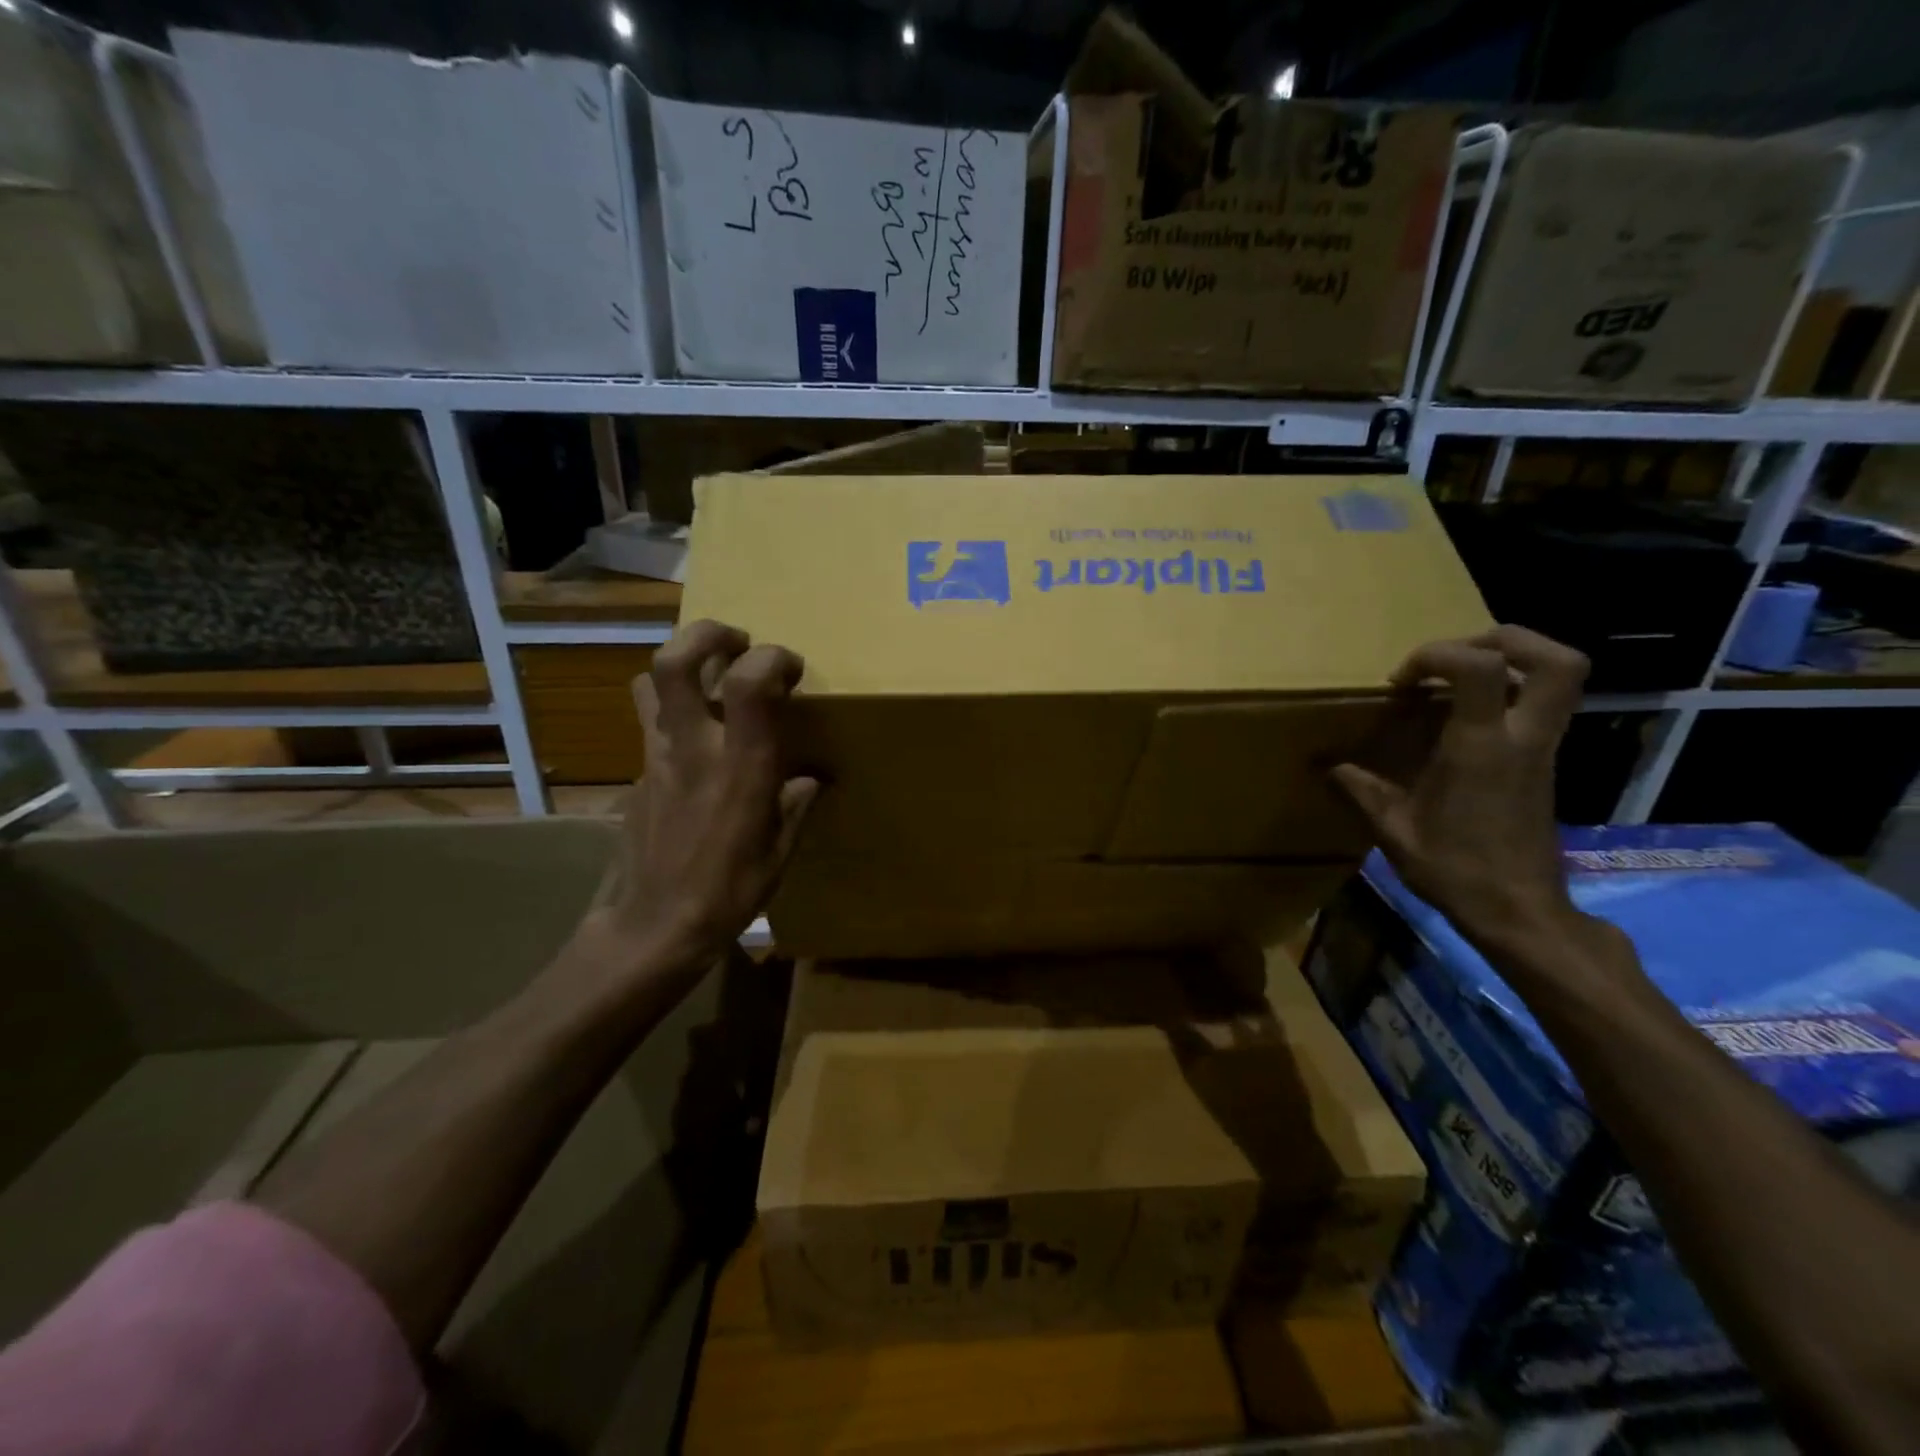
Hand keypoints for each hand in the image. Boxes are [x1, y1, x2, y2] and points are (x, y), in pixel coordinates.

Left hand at [577, 619, 817, 983]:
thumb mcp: (779, 850)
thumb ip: (796, 804)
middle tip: (738, 642)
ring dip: (680, 666)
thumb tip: (811, 778)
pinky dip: (674, 713)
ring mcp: (656, 757)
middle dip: (707, 634)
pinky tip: (697, 744)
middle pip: (675, 661)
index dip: (772, 658)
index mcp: (740, 766)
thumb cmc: (728, 892)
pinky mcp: (637, 773)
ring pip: (648, 682)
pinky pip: (651, 723)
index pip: (748, 682)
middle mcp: (693, 748)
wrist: (652, 927)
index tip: (791, 669)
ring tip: (710, 679)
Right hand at [1331, 626, 1586, 950]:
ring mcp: (1543, 749)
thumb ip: (1360, 789)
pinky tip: (1465, 716)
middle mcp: (1523, 738)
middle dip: (1504, 639)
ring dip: (1515, 659)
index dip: (1437, 654)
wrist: (1519, 911)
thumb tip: (1326, 765)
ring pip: (1563, 677)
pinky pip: (1544, 705)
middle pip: (1556, 660)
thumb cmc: (1454, 870)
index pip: (1479, 667)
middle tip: (1453, 655)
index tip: (1402, 681)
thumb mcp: (1393, 830)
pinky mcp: (1546, 762)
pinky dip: (1510, 691)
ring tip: (1461, 675)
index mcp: (1481, 748)